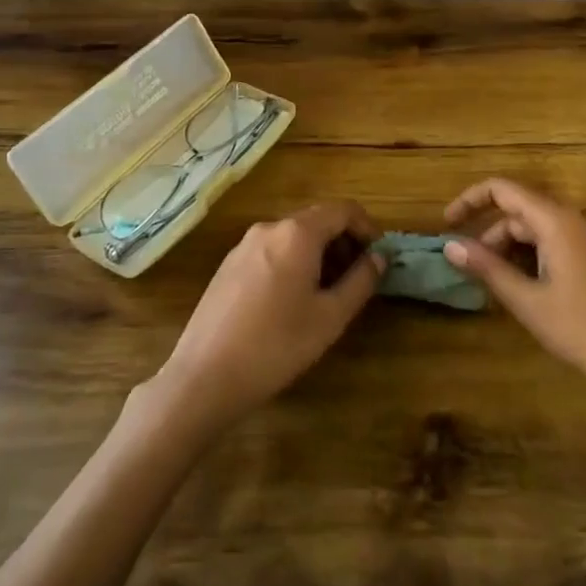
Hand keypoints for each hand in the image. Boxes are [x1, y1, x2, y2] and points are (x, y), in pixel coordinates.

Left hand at [153, 202, 382, 432]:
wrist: (205, 375)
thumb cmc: (277, 345)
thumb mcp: (330, 317)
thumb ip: (360, 281)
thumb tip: (379, 257)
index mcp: (297, 234)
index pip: (343, 210)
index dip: (368, 227)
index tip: (379, 256)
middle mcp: (269, 228)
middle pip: (317, 220)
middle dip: (344, 241)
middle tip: (359, 277)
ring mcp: (243, 245)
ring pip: (293, 237)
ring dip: (319, 253)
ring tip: (329, 292)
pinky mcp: (228, 266)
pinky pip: (271, 251)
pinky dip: (293, 261)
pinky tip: (293, 300)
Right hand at [443, 179, 585, 438]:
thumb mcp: (529, 303)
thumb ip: (488, 269)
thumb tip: (450, 244)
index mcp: (557, 221)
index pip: (502, 189)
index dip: (470, 201)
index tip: (446, 225)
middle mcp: (577, 220)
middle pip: (521, 213)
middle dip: (491, 237)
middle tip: (473, 274)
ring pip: (541, 232)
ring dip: (513, 252)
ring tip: (500, 290)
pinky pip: (560, 246)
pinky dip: (536, 260)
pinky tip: (531, 294)